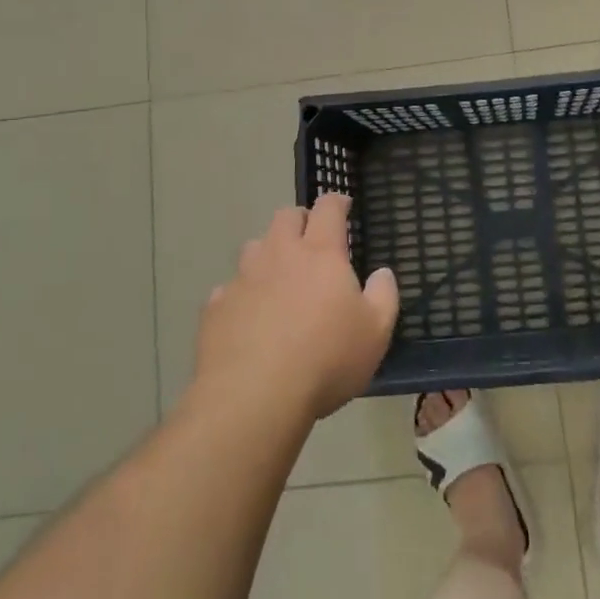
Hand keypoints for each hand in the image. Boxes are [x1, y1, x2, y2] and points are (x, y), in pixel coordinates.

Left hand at [193, 195, 398, 422]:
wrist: (254, 397)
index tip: (344, 205)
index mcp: (321, 254)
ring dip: (268, 253)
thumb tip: (382, 273)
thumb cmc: (326, 359)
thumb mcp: (376, 332)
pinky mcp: (215, 307)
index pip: (328, 208)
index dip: (337, 202)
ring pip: (254, 247)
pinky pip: (229, 289)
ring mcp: (243, 279)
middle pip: (286, 217)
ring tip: (278, 276)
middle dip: (300, 219)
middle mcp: (279, 255)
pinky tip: (249, 317)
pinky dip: (242, 294)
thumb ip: (384, 295)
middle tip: (311, 238)